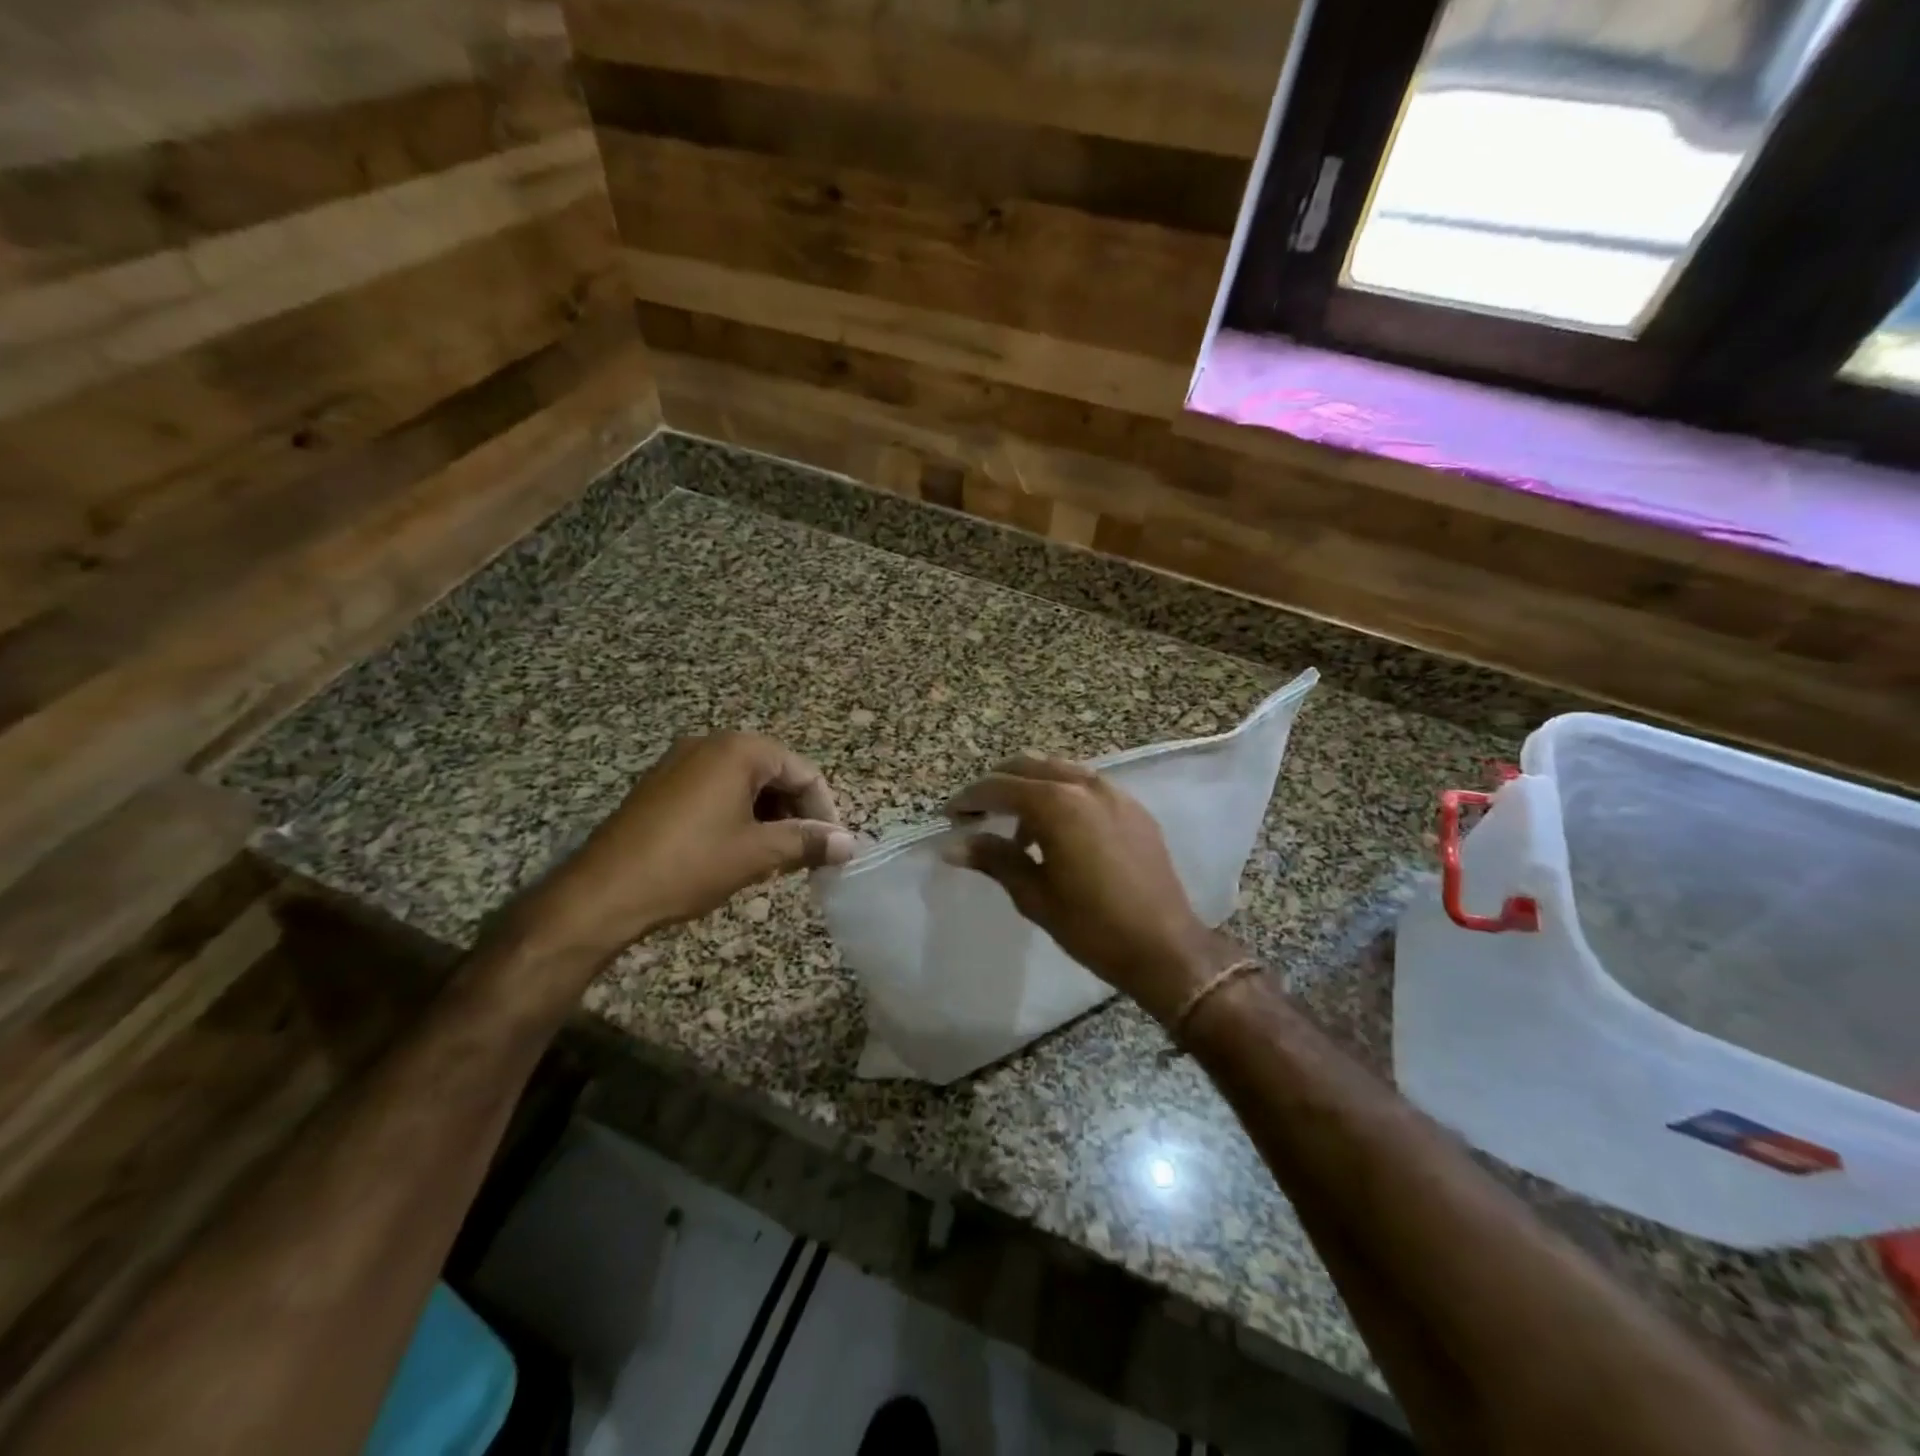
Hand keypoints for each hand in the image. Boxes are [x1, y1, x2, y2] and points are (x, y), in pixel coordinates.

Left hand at [518, 732, 854, 964]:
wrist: (601, 893)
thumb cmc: (689, 865)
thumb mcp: (757, 854)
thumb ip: (808, 842)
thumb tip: (849, 844)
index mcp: (738, 751)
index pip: (803, 772)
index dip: (824, 810)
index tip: (832, 848)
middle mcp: (710, 744)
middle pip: (775, 773)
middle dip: (796, 813)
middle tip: (805, 855)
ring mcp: (680, 763)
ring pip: (745, 784)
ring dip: (768, 817)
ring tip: (773, 857)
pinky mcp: (661, 786)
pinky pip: (715, 791)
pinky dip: (737, 816)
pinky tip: (736, 850)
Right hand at [945, 756, 1242, 1025]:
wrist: (1165, 948)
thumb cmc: (1093, 927)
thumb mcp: (1035, 896)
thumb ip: (994, 859)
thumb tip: (953, 846)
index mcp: (1058, 804)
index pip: (999, 787)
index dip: (969, 798)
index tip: (950, 816)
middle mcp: (1086, 785)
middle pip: (1028, 766)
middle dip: (997, 785)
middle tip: (977, 815)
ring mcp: (1115, 793)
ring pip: (1059, 771)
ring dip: (1030, 789)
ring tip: (1017, 830)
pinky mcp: (1133, 808)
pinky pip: (1086, 786)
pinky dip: (1062, 795)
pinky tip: (1058, 833)